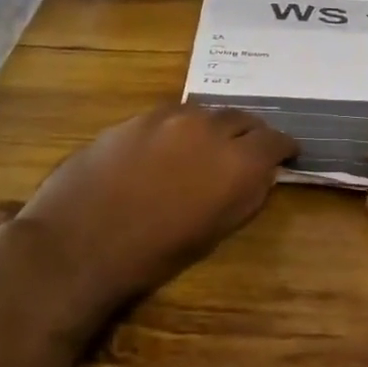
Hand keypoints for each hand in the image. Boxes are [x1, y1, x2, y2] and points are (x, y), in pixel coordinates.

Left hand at [15, 103, 295, 309]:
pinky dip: (181, 127)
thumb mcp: (215, 232)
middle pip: (243, 118)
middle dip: (251, 133)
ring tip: (207, 146)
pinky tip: (169, 145)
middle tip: (249, 150)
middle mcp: (209, 128)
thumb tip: (261, 174)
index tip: (286, 155)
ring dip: (214, 127)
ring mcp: (169, 117)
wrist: (81, 242)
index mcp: (237, 162)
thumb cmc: (153, 253)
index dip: (284, 148)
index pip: (276, 140)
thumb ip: (246, 194)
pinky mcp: (136, 117)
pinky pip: (171, 115)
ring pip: (206, 112)